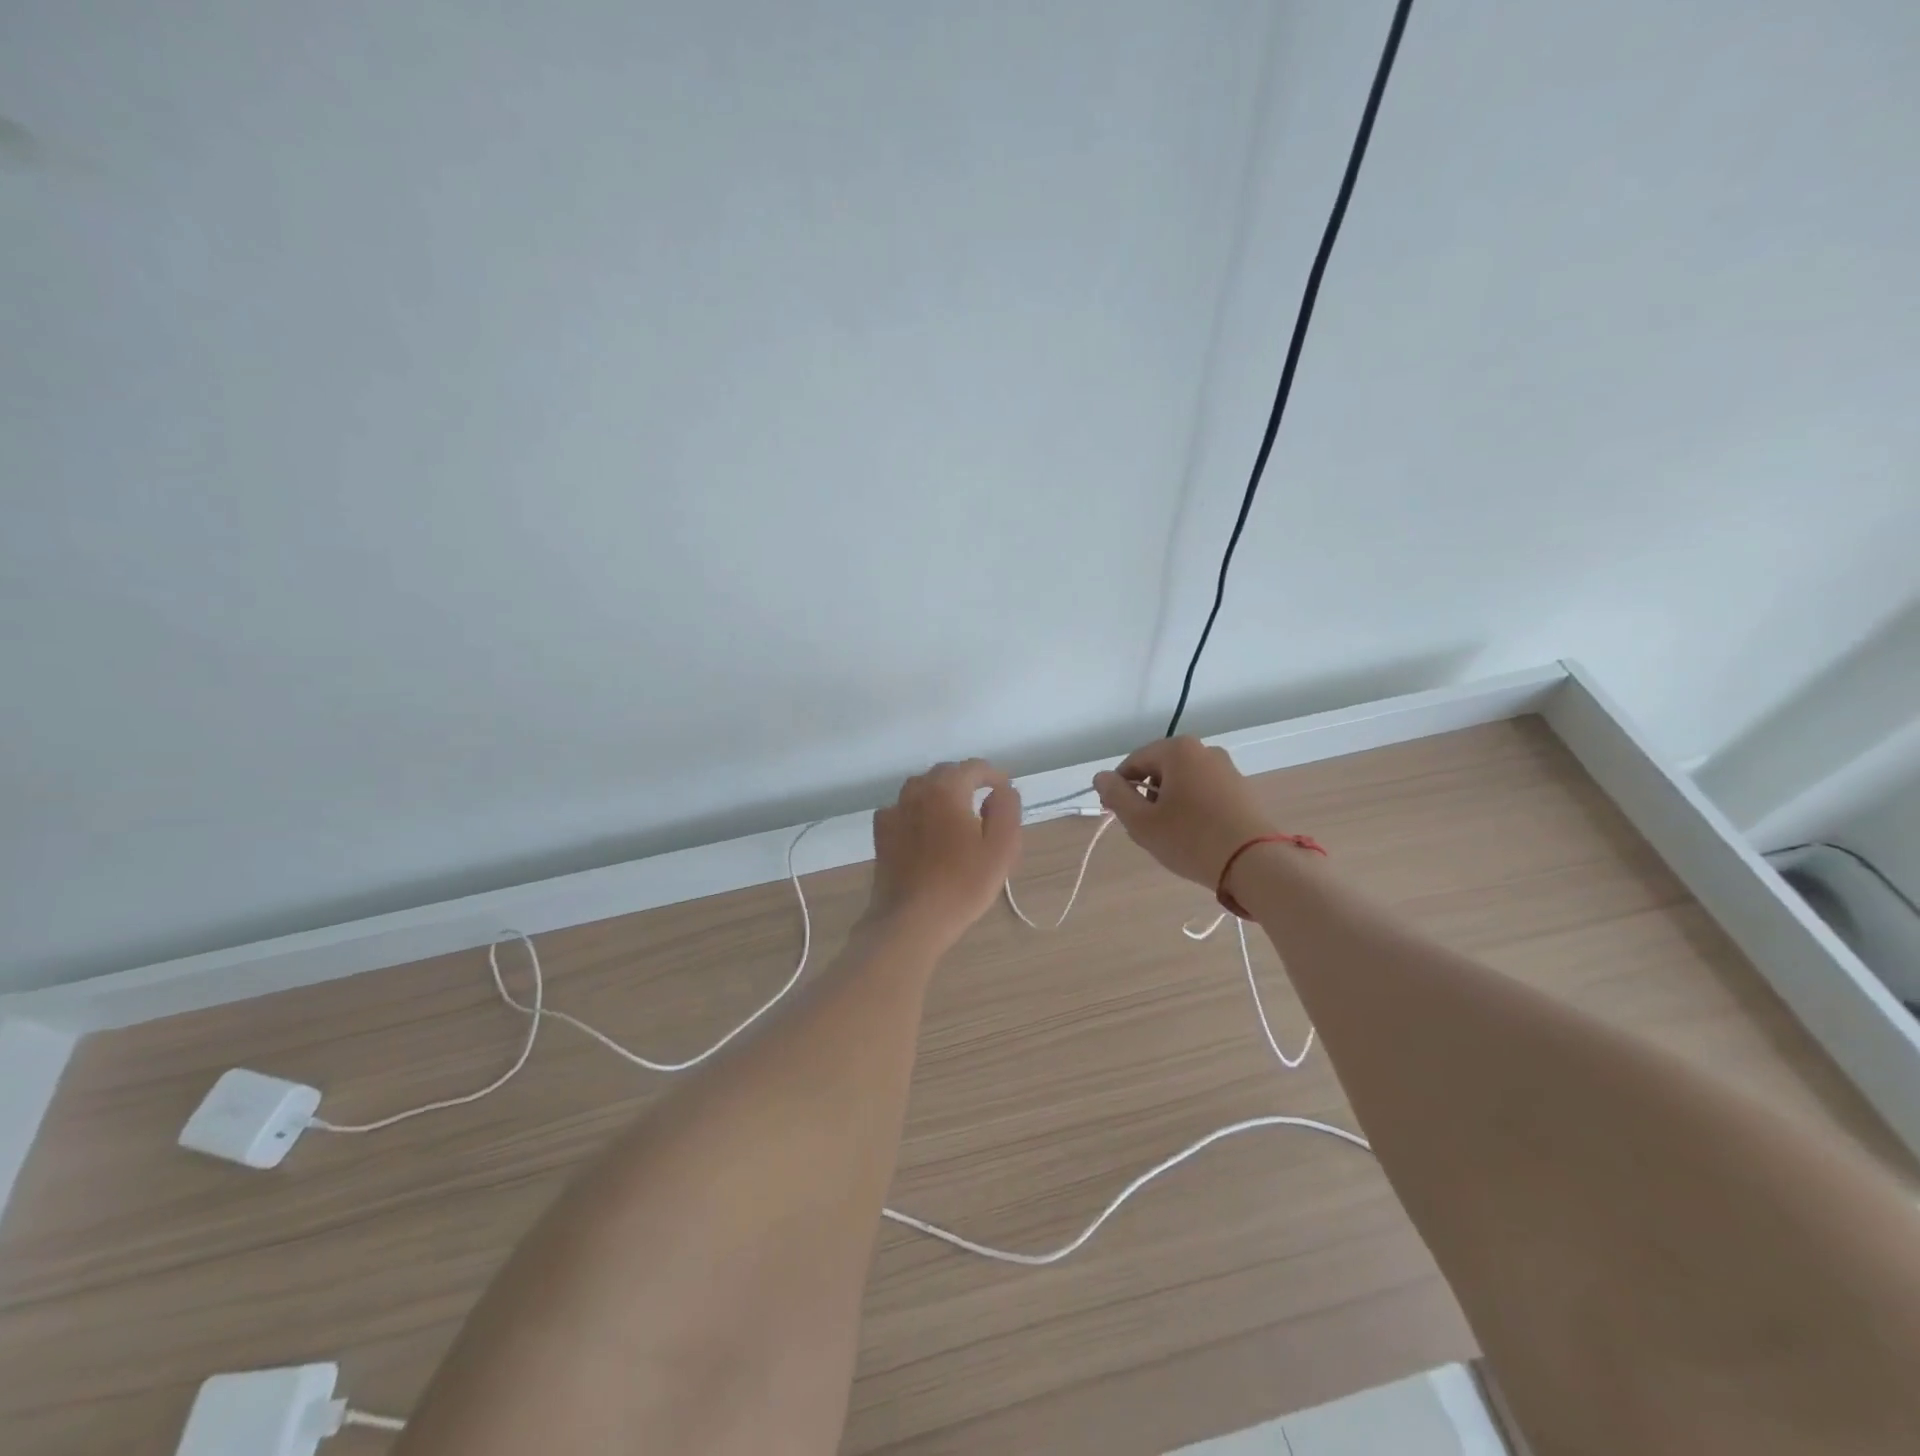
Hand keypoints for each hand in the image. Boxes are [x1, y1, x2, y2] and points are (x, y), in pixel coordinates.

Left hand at [869, 760, 1021, 950]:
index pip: (974, 767)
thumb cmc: (962, 884)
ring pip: (921, 788)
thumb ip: (1006, 809)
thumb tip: (1001, 789)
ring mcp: (894, 811)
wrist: (910, 920)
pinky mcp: (881, 832)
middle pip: (945, 774)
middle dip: (966, 782)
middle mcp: (916, 791)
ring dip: (941, 794)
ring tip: (956, 816)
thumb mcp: (1002, 848)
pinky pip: (903, 809)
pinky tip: (925, 831)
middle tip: (984, 804)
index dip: (993, 775)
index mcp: (947, 789)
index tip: (1005, 790)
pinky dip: (918, 811)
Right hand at [1094, 737, 1275, 889]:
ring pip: (1182, 783)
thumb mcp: (1142, 821)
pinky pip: (1204, 793)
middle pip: (1159, 771)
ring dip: (1169, 805)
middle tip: (1145, 830)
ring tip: (1170, 837)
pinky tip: (1194, 836)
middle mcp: (1204, 750)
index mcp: (1177, 750)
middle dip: (1146, 798)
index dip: (1119, 788)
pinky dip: (1192, 809)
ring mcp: (1227, 769)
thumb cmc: (1191, 839)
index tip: (1118, 815)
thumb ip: (1116, 795)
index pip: (1133, 762)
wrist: (1255, 863)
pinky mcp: (1242, 790)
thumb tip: (1101, 777)